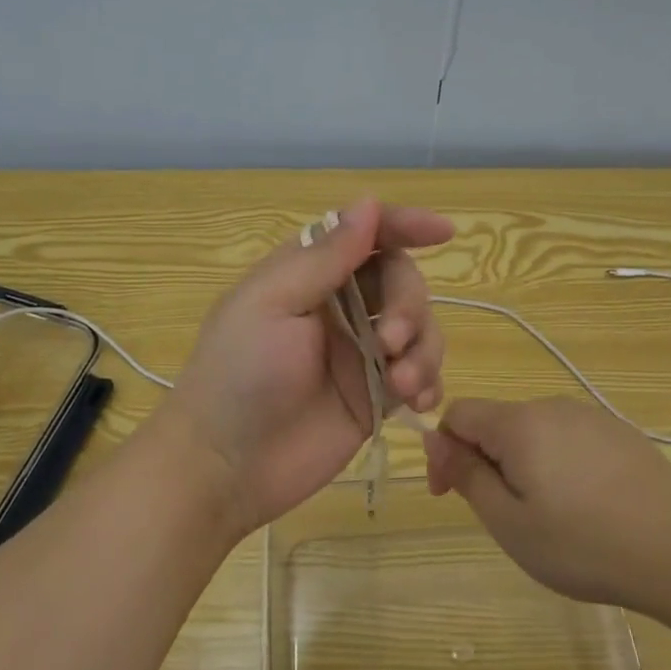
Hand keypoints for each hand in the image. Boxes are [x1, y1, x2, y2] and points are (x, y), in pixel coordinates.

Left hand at [162, 198, 452, 539]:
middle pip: (400, 280)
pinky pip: (420, 374)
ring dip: (423, 349)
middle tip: (389, 342)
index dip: (404, 225)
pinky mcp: (375, 396)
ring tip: (403, 385)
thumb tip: (368, 203)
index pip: (365, 235)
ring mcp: (360, 352)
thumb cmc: (239, 374)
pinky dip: (429, 380)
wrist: (227, 466)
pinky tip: (420, 402)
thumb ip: (325, 258)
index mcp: (307, 274)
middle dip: (408, 305)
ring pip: (418, 328)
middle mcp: (339, 306)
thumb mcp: (273, 305)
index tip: (443, 232)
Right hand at [423, 397, 670, 612]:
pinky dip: (557, 465)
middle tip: (504, 516)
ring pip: (533, 432)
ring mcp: (591, 417)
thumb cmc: (584, 545)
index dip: (443, 450)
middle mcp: (553, 406)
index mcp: (519, 423)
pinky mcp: (620, 433)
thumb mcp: (509, 522)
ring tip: (546, 516)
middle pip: (497, 422)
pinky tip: (584, 506)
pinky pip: (569, 439)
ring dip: (521, 464)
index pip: (458, 413)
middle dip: (484, 461)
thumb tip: (434, 438)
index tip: (450, 495)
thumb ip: (466, 475)